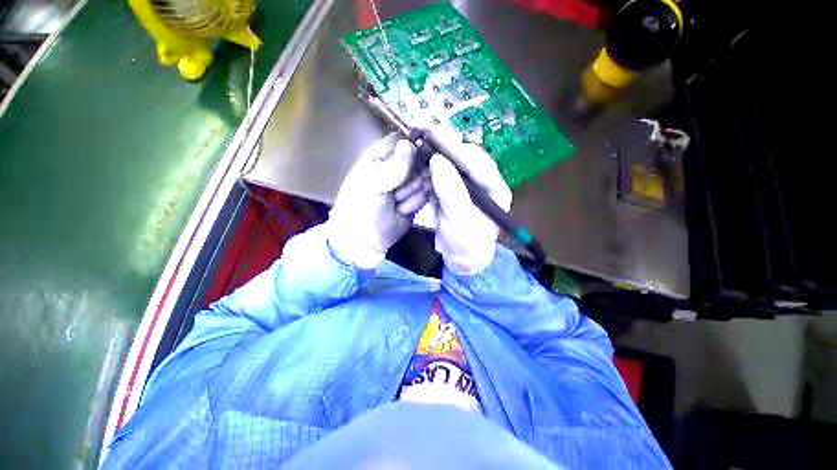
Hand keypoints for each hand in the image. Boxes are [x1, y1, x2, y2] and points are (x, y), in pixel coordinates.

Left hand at [328, 133, 430, 269]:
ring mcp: (408, 184)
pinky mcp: (416, 198)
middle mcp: (396, 167)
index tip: (414, 161)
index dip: (411, 149)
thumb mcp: (373, 185)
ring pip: (425, 179)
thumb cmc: (362, 208)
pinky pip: (426, 195)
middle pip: (419, 161)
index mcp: (380, 157)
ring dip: (411, 194)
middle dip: (410, 179)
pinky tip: (402, 210)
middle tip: (395, 192)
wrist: (367, 239)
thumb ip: (393, 166)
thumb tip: (410, 144)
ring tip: (395, 203)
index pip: (402, 141)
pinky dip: (414, 204)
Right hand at [428, 128, 511, 275]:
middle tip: (423, 134)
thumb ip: (450, 191)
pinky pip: (444, 174)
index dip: (454, 147)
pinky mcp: (456, 189)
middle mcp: (485, 182)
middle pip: (465, 158)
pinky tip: (420, 163)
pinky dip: (431, 169)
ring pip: (453, 164)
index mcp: (495, 189)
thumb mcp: (459, 220)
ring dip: (436, 155)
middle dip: (445, 146)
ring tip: (419, 146)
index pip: (476, 162)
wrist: (461, 258)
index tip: (434, 133)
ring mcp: (469, 185)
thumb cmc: (466, 243)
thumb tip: (437, 160)